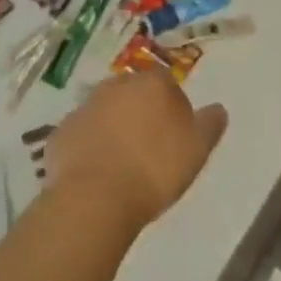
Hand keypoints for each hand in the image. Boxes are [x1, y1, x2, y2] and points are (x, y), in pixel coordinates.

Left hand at [47, 71, 227, 230]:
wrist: (95, 198)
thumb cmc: (154, 170)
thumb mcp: (197, 150)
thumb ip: (209, 125)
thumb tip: (218, 108)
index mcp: (151, 84)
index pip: (166, 82)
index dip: (172, 106)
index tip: (175, 134)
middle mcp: (116, 85)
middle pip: (133, 92)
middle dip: (140, 111)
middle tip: (149, 147)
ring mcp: (85, 106)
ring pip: (105, 111)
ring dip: (113, 127)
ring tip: (122, 163)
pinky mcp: (62, 130)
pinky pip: (82, 134)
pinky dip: (89, 146)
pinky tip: (96, 172)